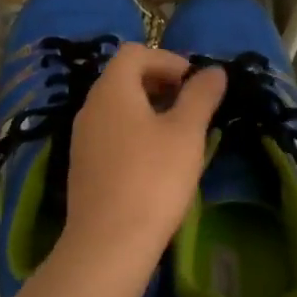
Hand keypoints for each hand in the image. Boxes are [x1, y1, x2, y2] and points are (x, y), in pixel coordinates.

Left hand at [63, 44, 226, 268]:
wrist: (108, 243)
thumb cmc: (153, 178)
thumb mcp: (186, 133)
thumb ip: (201, 96)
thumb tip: (214, 71)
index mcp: (112, 90)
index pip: (135, 53)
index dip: (168, 59)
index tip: (194, 84)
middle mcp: (90, 107)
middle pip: (123, 78)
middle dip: (160, 84)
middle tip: (191, 107)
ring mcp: (83, 138)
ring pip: (117, 108)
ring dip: (149, 110)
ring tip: (179, 135)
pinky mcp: (83, 166)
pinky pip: (111, 133)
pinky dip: (135, 133)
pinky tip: (156, 162)